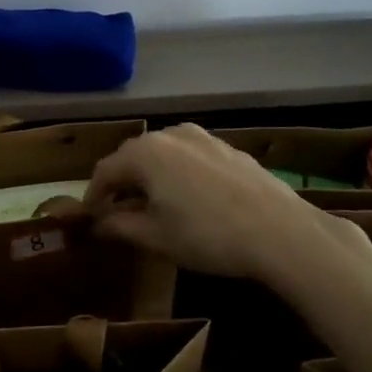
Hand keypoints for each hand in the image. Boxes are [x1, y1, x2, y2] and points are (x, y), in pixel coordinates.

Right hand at [85, 123, 371, 295]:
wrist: (281, 232)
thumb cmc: (207, 235)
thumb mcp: (156, 237)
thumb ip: (120, 226)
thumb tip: (97, 223)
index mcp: (144, 153)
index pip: (105, 170)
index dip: (93, 195)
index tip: (90, 218)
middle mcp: (170, 135)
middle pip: (133, 157)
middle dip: (122, 184)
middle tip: (118, 212)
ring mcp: (202, 137)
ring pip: (163, 155)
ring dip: (151, 177)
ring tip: (154, 205)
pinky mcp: (228, 148)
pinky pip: (190, 157)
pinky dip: (178, 174)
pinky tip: (190, 199)